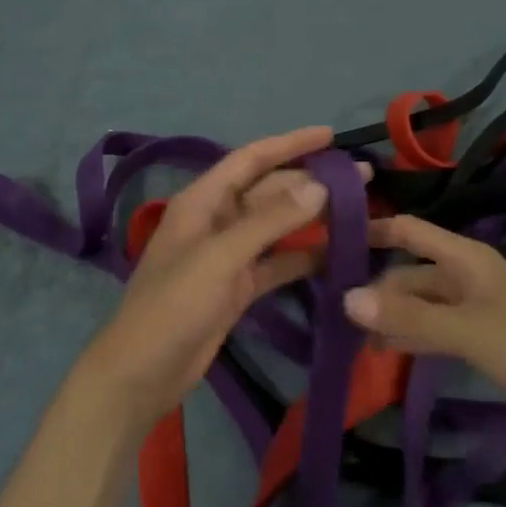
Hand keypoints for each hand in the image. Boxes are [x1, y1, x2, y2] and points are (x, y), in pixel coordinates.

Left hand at [74, 127, 340, 431]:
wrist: (143, 371)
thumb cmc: (174, 304)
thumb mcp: (220, 256)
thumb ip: (270, 220)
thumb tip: (318, 186)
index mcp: (202, 200)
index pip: (251, 159)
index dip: (290, 143)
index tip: (331, 135)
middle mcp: (216, 220)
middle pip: (269, 191)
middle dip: (311, 181)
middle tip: (362, 178)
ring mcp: (228, 255)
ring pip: (277, 226)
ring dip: (312, 217)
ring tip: (360, 211)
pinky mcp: (238, 287)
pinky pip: (277, 262)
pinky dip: (304, 257)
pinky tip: (338, 254)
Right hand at [343, 215, 505, 451]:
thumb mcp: (468, 332)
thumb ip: (409, 318)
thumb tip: (346, 299)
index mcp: (466, 259)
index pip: (408, 230)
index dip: (371, 229)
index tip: (327, 240)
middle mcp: (466, 275)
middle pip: (409, 271)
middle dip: (374, 287)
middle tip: (329, 310)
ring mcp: (474, 307)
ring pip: (420, 302)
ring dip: (390, 315)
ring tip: (350, 336)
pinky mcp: (481, 337)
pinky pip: (434, 327)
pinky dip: (410, 335)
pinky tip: (386, 351)